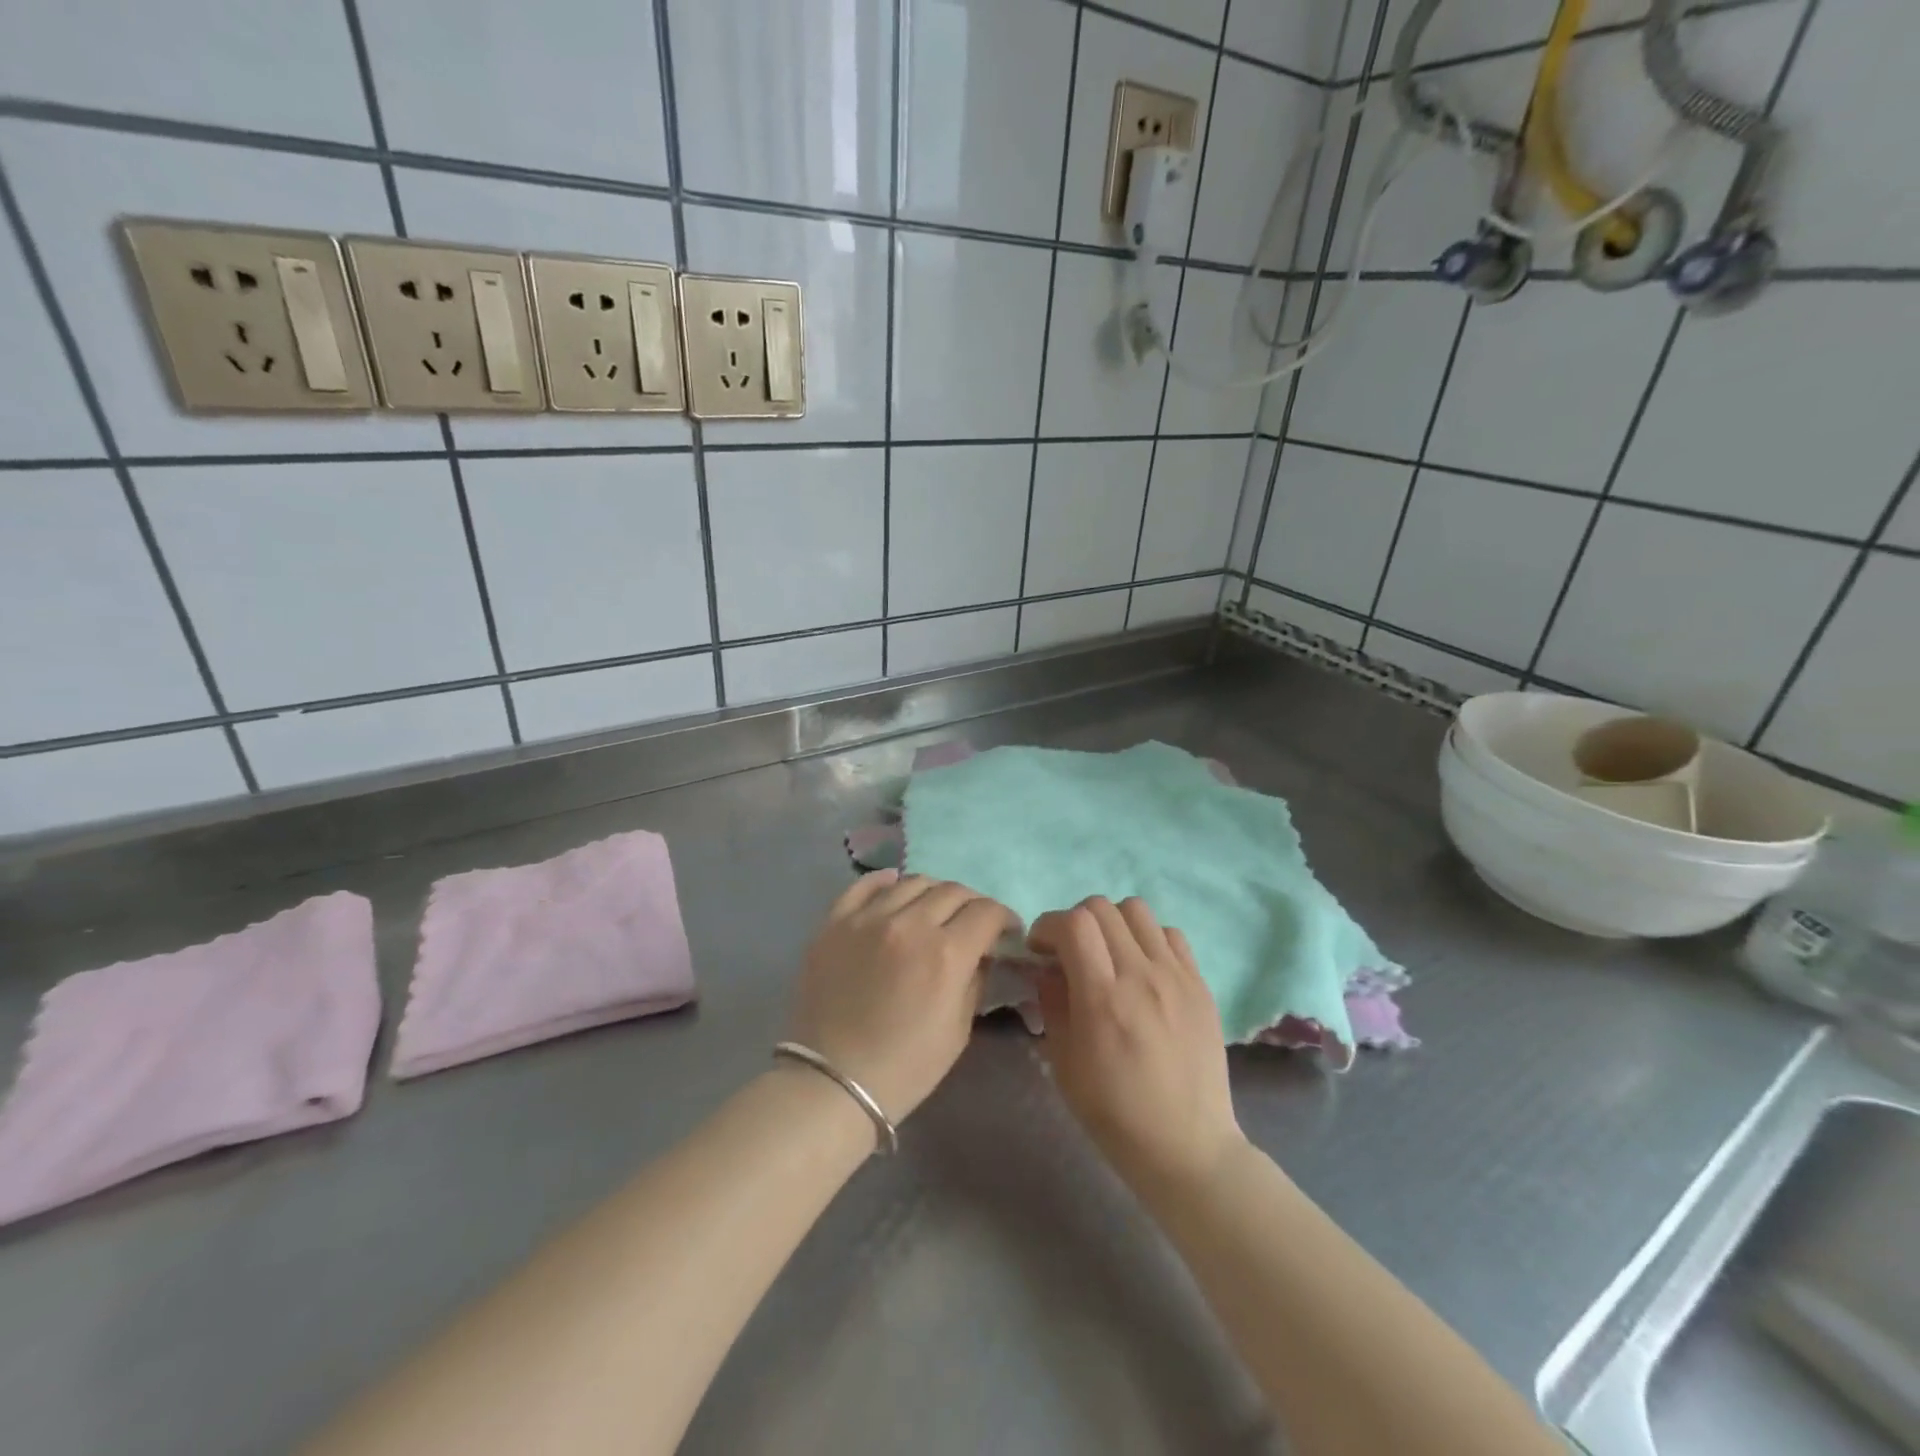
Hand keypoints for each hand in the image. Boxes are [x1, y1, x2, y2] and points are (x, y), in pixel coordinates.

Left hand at [789, 870, 1015, 1123]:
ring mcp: (867, 918)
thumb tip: (981, 952)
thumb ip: (975, 980)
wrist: (832, 1083)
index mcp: (946, 953)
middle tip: (974, 923)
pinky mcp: (835, 922)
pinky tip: (895, 887)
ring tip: (934, 910)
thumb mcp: (958, 1030)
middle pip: (953, 891)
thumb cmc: (905, 1067)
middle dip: (973, 904)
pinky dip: (886, 881)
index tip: (1007, 931)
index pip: (987, 912)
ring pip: (913, 882)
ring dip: (934, 892)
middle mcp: (909, 924)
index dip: (1004, 918)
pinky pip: (864, 885)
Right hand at [1029, 897, 1243, 1198]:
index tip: (1040, 948)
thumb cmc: (1114, 1114)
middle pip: (1102, 907)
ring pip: (1137, 910)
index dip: (1048, 925)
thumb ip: (1051, 1003)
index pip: (1073, 923)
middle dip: (1074, 921)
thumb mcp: (1063, 1063)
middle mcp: (1141, 975)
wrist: (1187, 1147)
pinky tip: (1142, 968)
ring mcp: (1176, 976)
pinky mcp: (1200, 984)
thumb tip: (1046, 967)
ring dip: (1112, 923)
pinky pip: (1170, 934)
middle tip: (1069, 952)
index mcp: (1102, 998)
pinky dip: (1148, 938)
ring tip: (1108, 955)